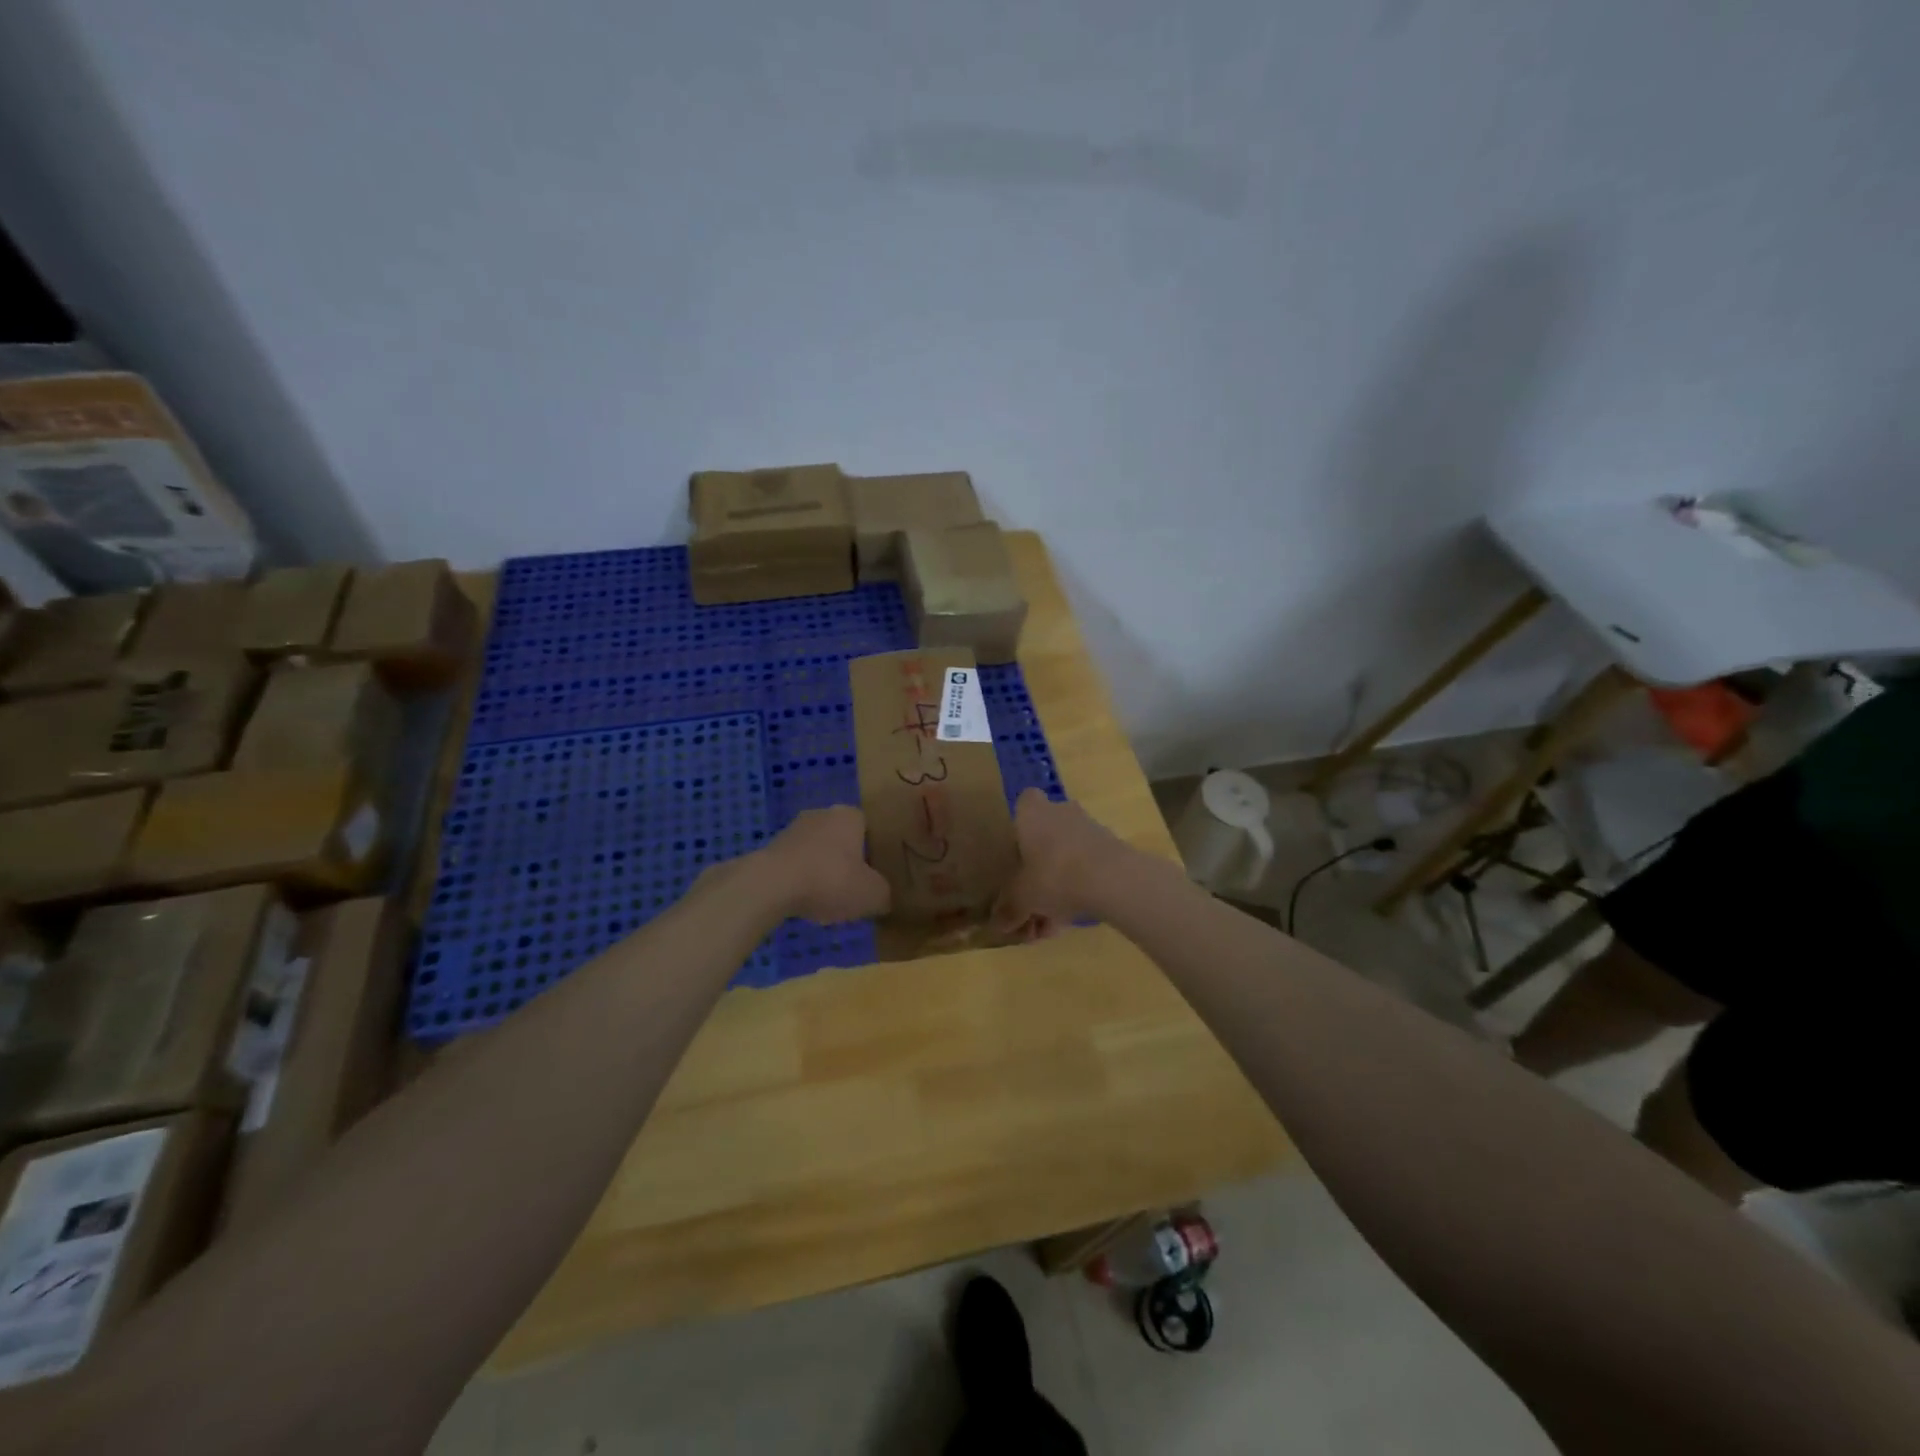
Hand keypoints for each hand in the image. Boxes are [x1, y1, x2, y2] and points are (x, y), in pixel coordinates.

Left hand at [755, 806, 891, 922]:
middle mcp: (822, 814)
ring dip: (823, 871)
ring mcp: (793, 829)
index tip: (875, 876)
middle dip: (847, 861)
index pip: (869, 828)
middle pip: (842, 839)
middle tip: (854, 888)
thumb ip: (884, 894)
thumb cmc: (830, 879)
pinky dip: (802, 880)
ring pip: (817, 852)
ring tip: (828, 900)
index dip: (874, 852)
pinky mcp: (771, 848)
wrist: (772, 884)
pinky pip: (796, 864)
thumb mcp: (872, 894)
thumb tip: (883, 898)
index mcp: (850, 815)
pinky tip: (804, 901)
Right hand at [991, 789, 1129, 938]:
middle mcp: (1060, 812)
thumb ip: (1008, 909)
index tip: (1015, 853)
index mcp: (1032, 813)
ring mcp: (1089, 829)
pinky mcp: (1111, 848)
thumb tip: (998, 924)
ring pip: (1065, 857)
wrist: (1112, 879)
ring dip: (1057, 887)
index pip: (1024, 802)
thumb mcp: (1021, 898)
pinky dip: (1077, 891)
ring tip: (1050, 926)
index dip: (1019, 825)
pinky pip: (1085, 869)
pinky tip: (1070, 922)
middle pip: (1044, 837)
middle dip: (1036, 870)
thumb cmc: (1053, 875)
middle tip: (1030, 903)